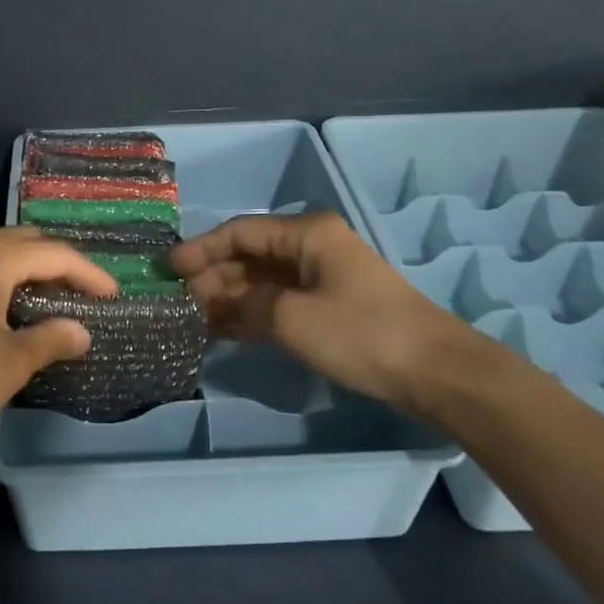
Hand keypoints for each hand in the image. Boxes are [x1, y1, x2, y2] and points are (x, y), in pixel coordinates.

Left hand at [0, 227, 117, 471]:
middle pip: (17, 241)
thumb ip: (51, 339)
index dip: (87, 273)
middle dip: (50, 264)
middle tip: (73, 294)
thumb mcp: (11, 365)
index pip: (53, 254)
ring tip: (24, 292)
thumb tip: (80, 331)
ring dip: (8, 264)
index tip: (110, 295)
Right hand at [169, 211, 508, 420]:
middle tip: (178, 302)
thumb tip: (218, 304)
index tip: (168, 270)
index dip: (201, 249)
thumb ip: (246, 306)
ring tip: (195, 319)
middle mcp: (312, 247)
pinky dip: (253, 313)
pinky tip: (226, 330)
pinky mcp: (331, 305)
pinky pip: (280, 301)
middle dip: (213, 276)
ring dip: (230, 297)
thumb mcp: (292, 318)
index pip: (240, 232)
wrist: (435, 371)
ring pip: (263, 280)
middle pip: (250, 255)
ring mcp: (323, 277)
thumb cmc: (361, 333)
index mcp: (307, 234)